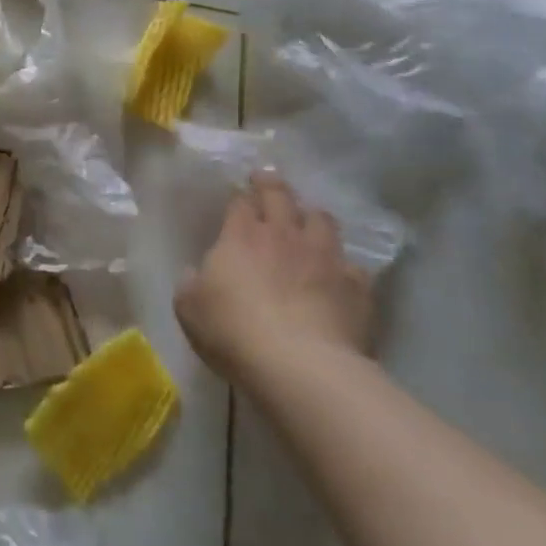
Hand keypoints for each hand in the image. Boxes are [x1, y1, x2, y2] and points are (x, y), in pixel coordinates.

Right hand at [174, 173, 374, 394]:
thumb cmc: (233, 331)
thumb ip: (191, 283)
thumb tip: (197, 273)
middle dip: (273, 185)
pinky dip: (342, 265)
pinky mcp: (356, 287)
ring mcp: (324, 257)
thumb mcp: (189, 308)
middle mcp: (284, 235)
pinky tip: (338, 275)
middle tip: (268, 180)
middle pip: (281, 196)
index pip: (242, 201)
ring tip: (308, 221)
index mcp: (241, 236)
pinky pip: (352, 265)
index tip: (240, 195)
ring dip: (312, 217)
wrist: (300, 365)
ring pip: (323, 220)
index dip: (241, 195)